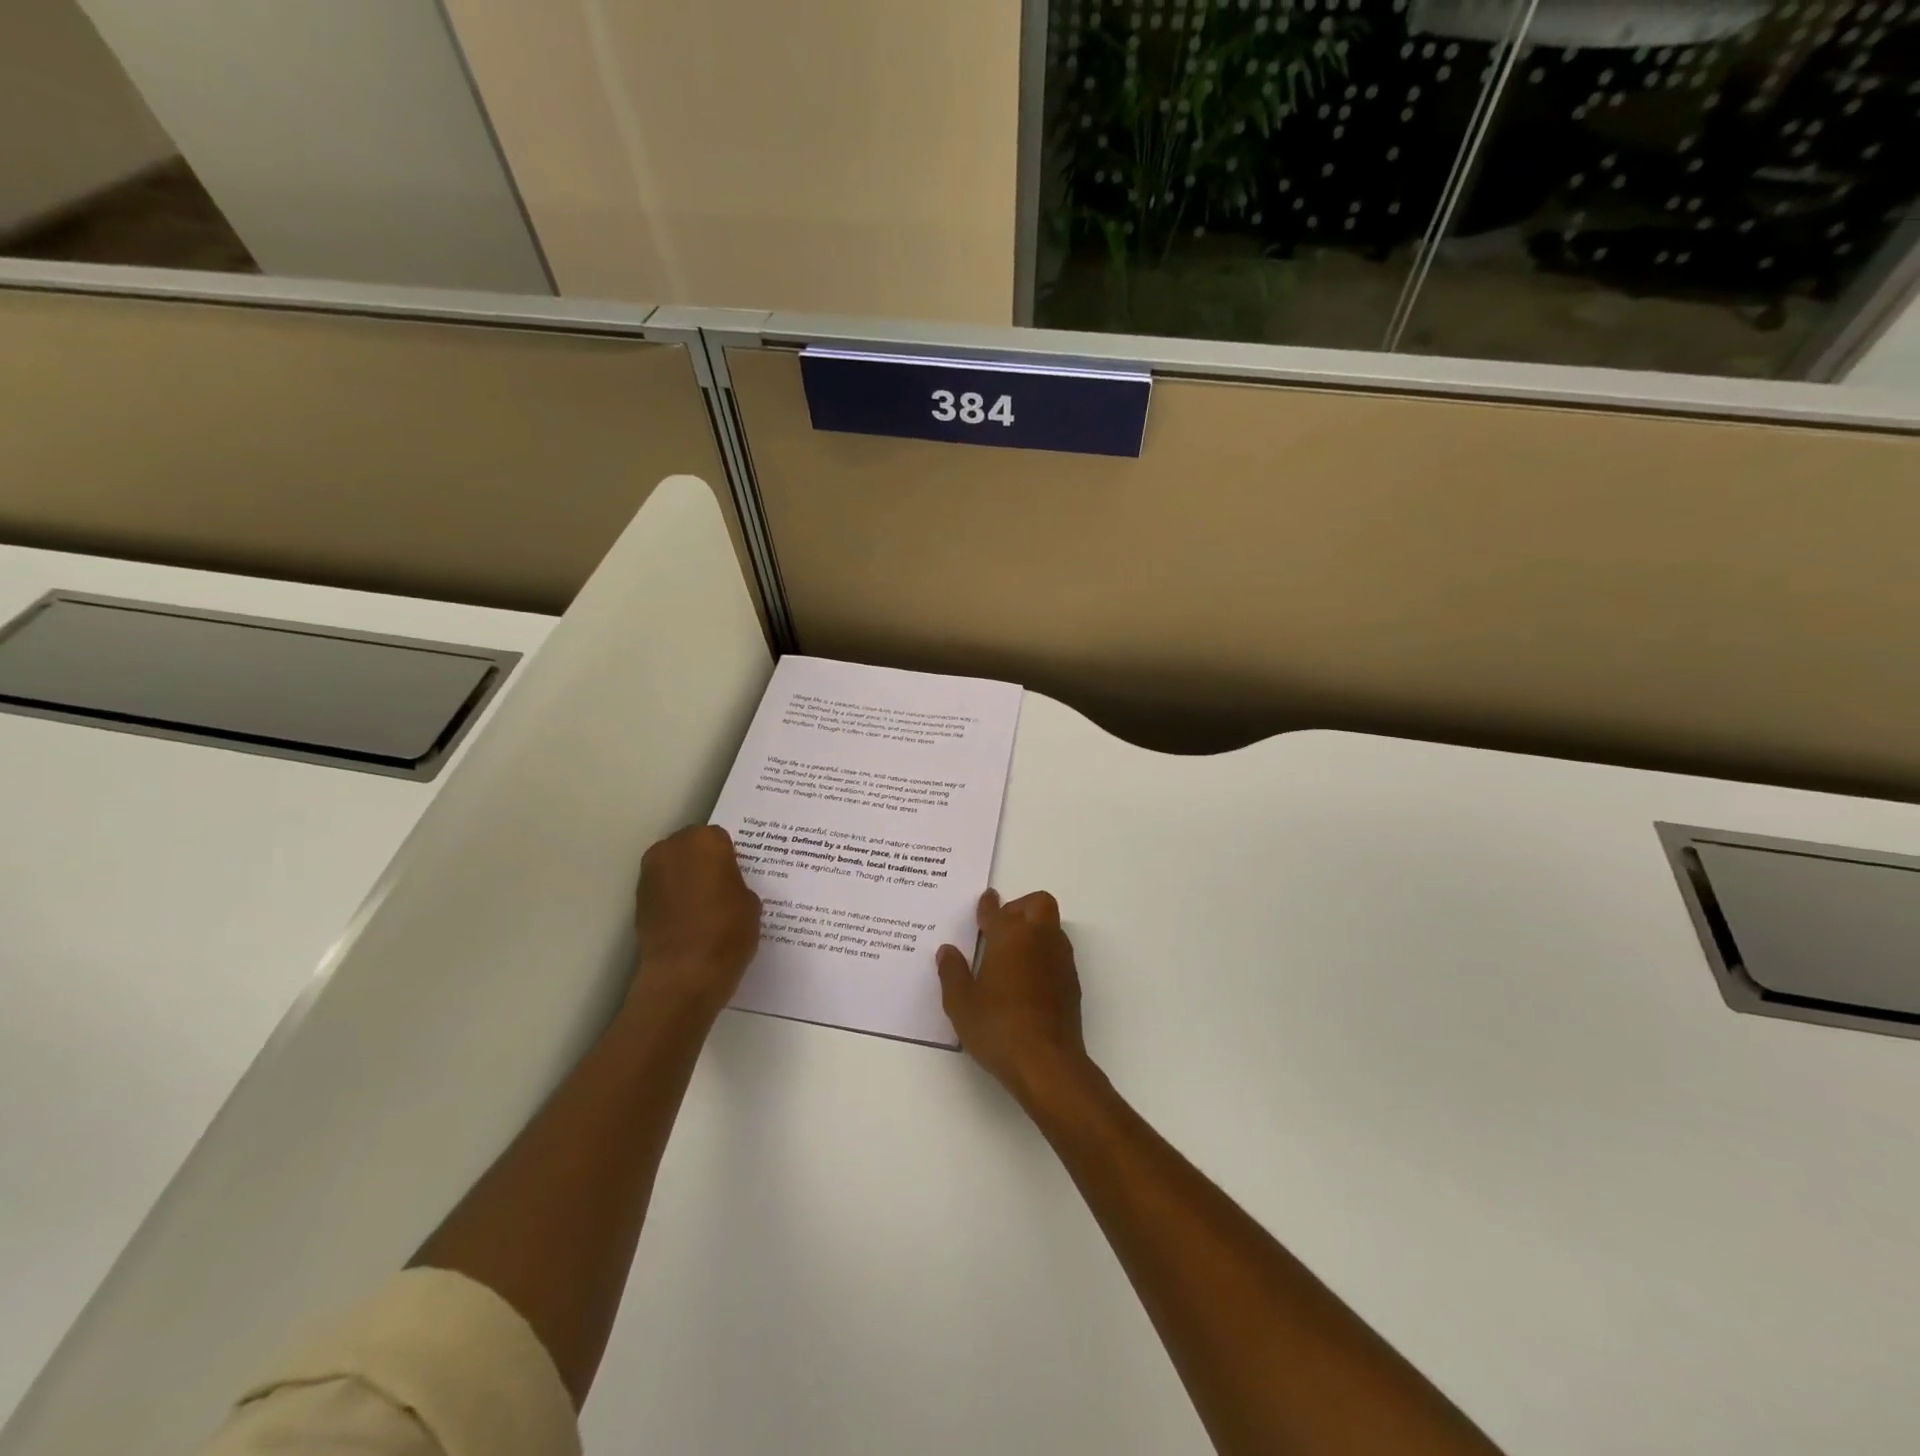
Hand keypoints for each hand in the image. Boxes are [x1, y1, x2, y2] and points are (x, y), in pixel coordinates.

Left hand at [629, 825, 761, 1020]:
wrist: (684, 974)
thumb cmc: (727, 931)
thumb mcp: (751, 902)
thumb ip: (735, 882)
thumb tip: (724, 885)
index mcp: (705, 841)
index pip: (719, 838)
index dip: (729, 857)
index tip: (737, 876)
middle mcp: (672, 849)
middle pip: (691, 846)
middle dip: (703, 861)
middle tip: (721, 886)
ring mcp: (650, 874)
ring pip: (673, 866)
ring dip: (686, 877)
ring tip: (704, 904)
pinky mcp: (638, 900)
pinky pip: (662, 888)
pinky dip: (673, 897)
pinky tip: (688, 918)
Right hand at [937, 889, 1095, 1107]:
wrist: (1046, 1062)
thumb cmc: (997, 1027)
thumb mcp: (961, 1003)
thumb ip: (952, 972)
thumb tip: (948, 951)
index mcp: (1010, 936)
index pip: (996, 910)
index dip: (987, 905)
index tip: (985, 900)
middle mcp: (1039, 938)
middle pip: (1038, 903)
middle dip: (1020, 907)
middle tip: (1000, 927)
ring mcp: (1060, 959)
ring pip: (1051, 926)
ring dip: (1034, 928)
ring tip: (1012, 952)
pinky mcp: (1071, 981)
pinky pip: (1057, 952)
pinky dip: (1042, 952)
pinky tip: (1026, 977)